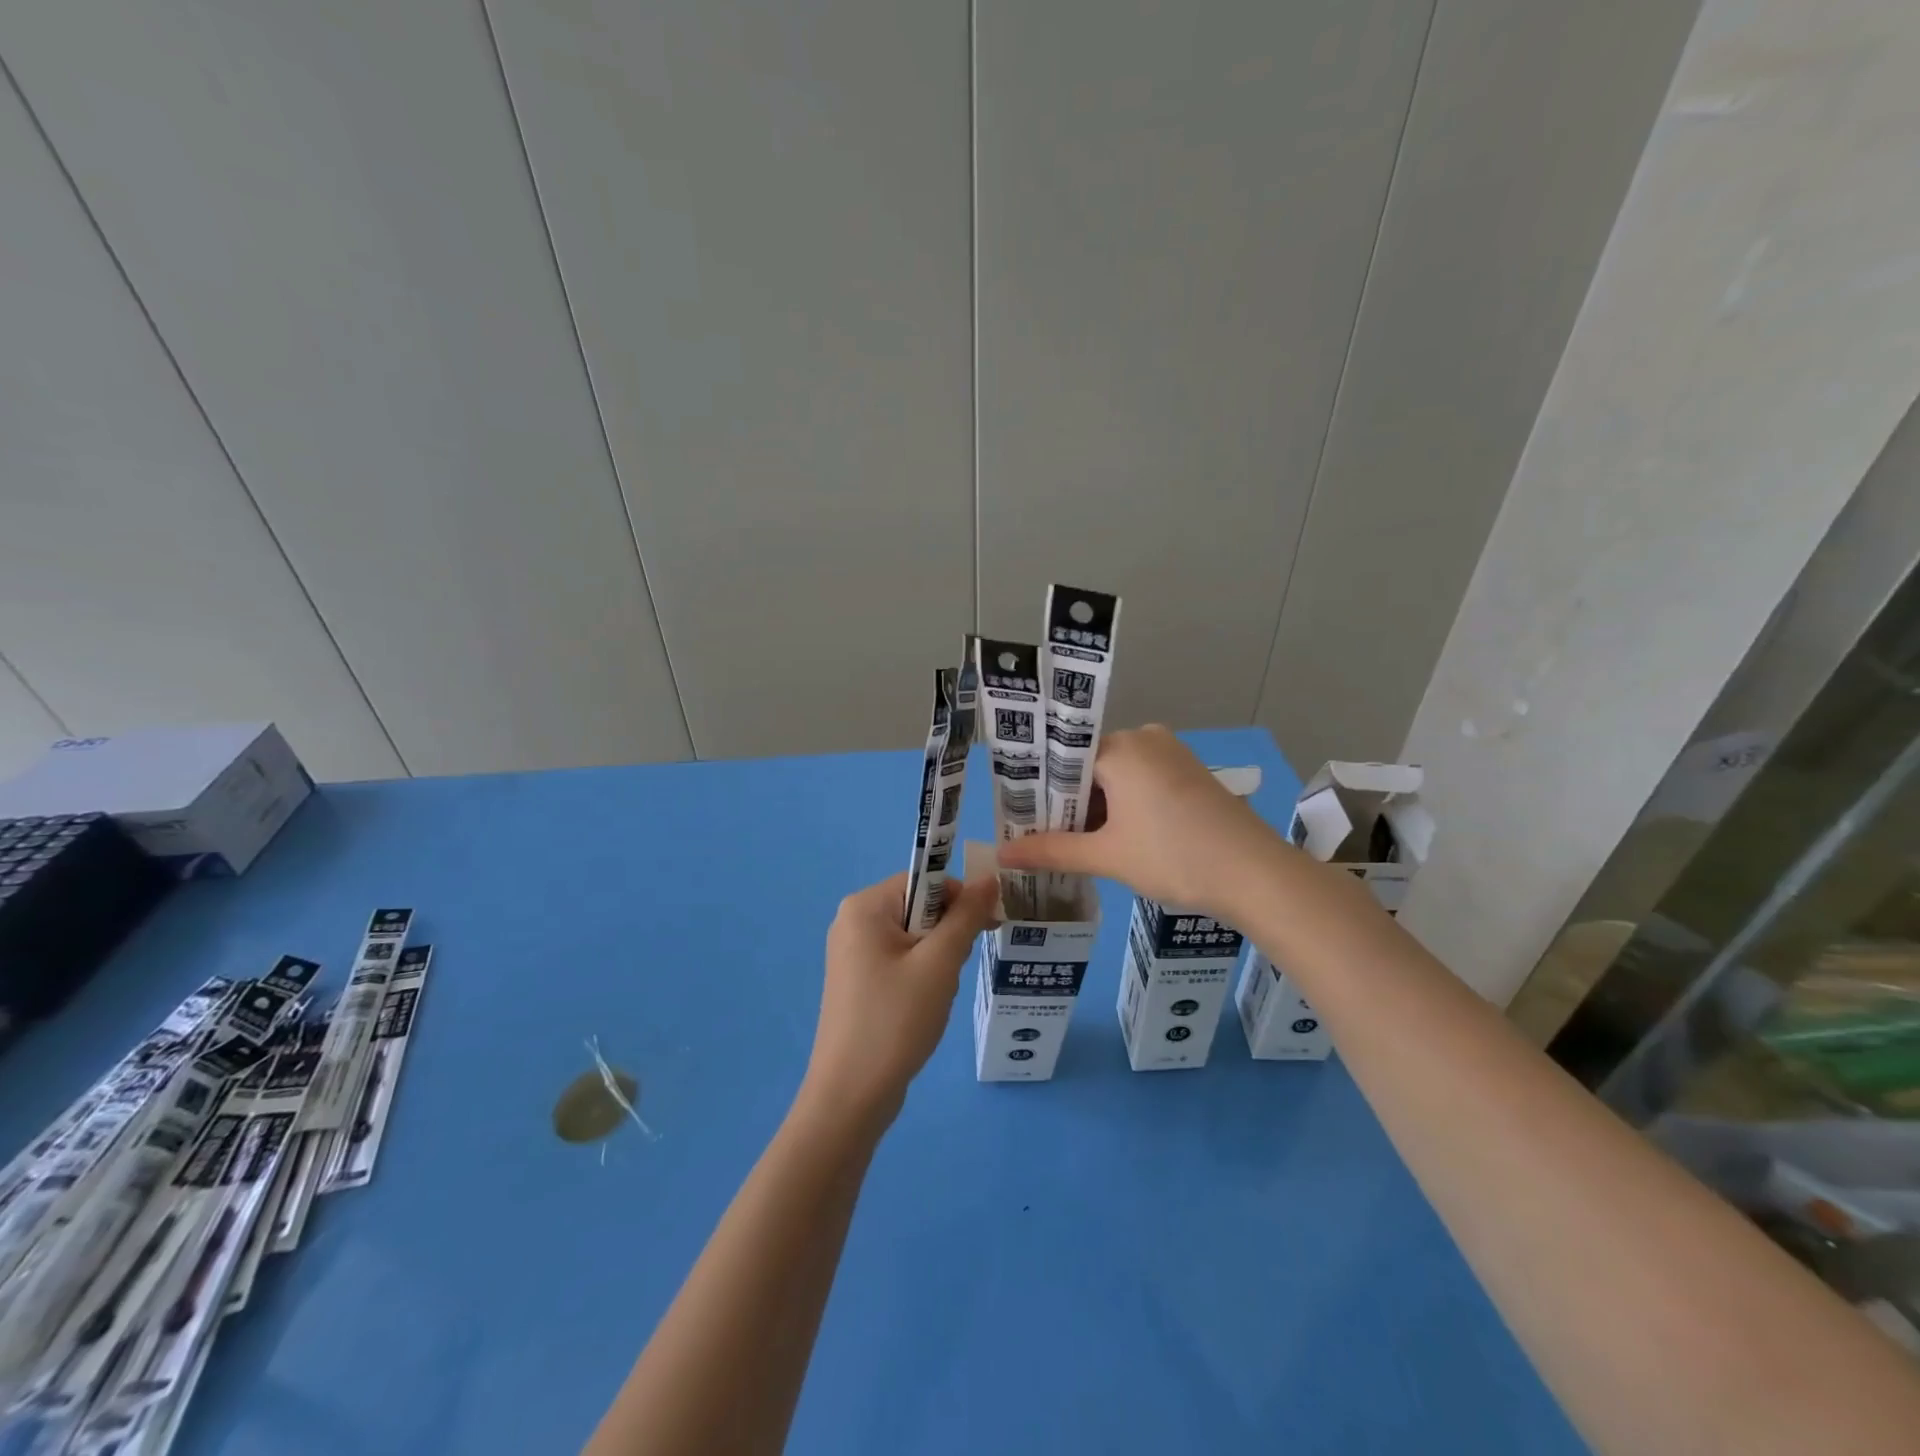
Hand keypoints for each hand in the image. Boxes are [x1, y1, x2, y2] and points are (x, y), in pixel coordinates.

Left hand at [798, 871, 998, 1133]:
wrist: (851, 1096)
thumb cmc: (896, 1020)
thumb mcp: (940, 963)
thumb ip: (967, 916)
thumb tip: (990, 878)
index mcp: (865, 906)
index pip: (925, 880)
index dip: (958, 899)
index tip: (984, 929)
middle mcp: (853, 921)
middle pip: (920, 907)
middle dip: (947, 936)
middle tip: (950, 973)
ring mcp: (853, 953)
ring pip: (915, 937)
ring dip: (938, 960)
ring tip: (935, 996)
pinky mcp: (858, 981)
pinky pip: (901, 960)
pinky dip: (922, 976)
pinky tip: (923, 1007)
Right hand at [996, 726, 1287, 922]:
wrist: (1256, 874)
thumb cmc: (1174, 857)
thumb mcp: (1107, 856)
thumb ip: (1052, 850)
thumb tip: (1002, 855)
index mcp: (1119, 748)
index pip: (1061, 759)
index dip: (1037, 791)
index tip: (1018, 818)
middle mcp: (1144, 738)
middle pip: (1087, 766)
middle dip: (1065, 803)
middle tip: (1040, 838)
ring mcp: (1170, 753)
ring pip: (1114, 776)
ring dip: (1094, 807)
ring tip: (1072, 844)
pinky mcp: (1188, 772)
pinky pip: (1140, 780)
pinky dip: (1122, 805)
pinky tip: (1113, 837)